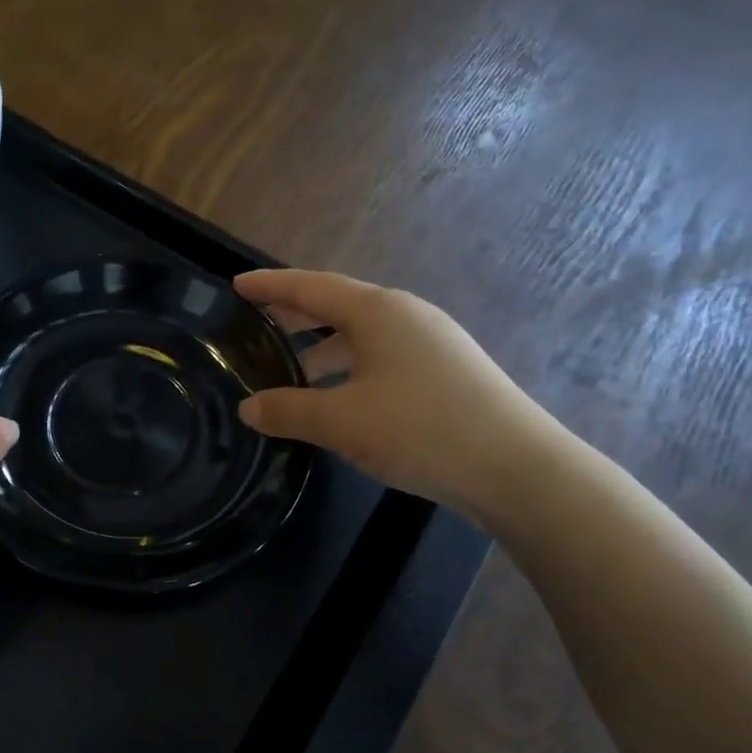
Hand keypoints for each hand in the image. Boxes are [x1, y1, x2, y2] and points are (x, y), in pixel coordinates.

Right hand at [234, 268, 559, 517]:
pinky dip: (349, 369)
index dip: (270, 286)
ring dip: (323, 349)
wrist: (514, 467)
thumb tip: (249, 408)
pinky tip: (339, 400)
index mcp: (377, 312)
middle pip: (337, 306)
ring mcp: (431, 343)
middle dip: (295, 316)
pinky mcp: (445, 372)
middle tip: (256, 327)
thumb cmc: (418, 429)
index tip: (237, 285)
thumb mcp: (340, 422)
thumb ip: (288, 411)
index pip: (311, 287)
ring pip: (362, 336)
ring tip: (291, 373)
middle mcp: (406, 316)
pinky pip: (382, 358)